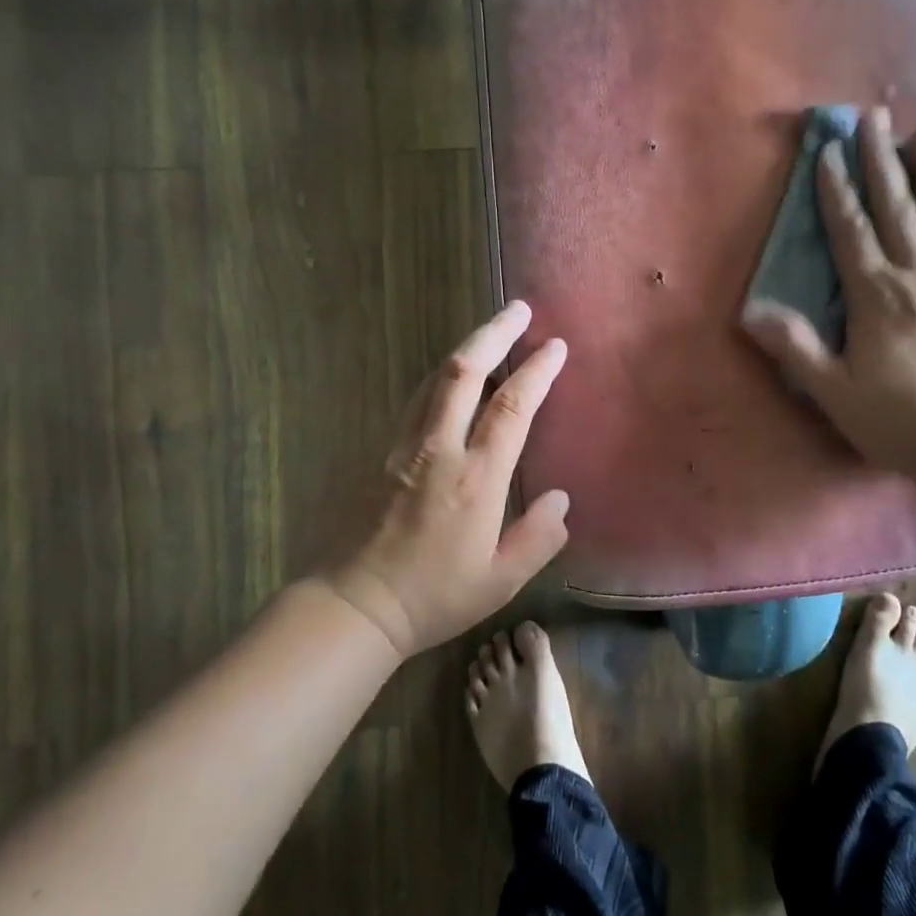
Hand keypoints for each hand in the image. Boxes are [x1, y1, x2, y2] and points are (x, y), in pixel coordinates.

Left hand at [324, 301, 570, 658]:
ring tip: (492, 332)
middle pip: (464, 371)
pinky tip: (454, 376)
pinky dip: (442, 375)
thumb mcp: (500, 581)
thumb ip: (538, 537)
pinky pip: (417, 399)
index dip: (535, 372)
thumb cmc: (434, 597)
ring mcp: (404, 447)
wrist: (355, 605)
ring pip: (435, 378)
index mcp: (475, 479)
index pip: (511, 408)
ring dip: (467, 347)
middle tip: (519, 309)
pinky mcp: (382, 452)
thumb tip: (560, 499)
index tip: (555, 346)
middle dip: (494, 333)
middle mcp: (438, 450)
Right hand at [741, 108, 915, 485]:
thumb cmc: (899, 420)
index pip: (852, 230)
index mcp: (877, 294)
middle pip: (899, 207)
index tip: (829, 149)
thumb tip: (750, 310)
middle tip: (876, 114)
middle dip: (883, 158)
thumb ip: (794, 347)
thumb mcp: (833, 390)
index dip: (837, 189)